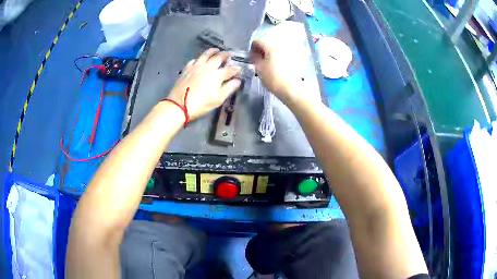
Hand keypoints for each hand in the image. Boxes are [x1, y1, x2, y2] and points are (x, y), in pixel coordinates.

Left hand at [167, 48, 241, 119]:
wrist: (179, 105)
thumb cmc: (201, 104)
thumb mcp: (218, 99)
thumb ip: (229, 88)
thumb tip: (238, 80)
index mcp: (217, 75)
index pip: (229, 69)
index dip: (236, 69)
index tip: (239, 68)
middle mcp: (207, 67)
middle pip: (218, 57)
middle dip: (225, 55)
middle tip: (229, 54)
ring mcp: (196, 66)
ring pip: (205, 54)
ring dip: (212, 51)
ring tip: (216, 50)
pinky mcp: (187, 69)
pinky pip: (194, 60)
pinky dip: (199, 58)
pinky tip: (200, 59)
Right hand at [250, 39, 304, 103]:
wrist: (291, 89)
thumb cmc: (273, 78)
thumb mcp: (259, 68)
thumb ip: (255, 58)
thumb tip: (254, 54)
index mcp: (271, 46)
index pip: (259, 41)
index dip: (252, 46)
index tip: (250, 54)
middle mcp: (281, 46)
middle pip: (269, 44)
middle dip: (262, 50)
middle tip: (257, 59)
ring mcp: (289, 52)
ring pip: (276, 50)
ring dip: (270, 54)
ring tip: (266, 63)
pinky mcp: (295, 60)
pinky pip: (283, 55)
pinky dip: (278, 58)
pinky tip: (275, 66)